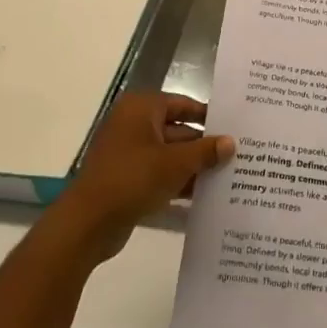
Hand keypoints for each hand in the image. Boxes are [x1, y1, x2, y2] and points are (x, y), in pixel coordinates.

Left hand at [46, 92, 234, 264]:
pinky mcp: (127, 178)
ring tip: (230, 175)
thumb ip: (206, 151)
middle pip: (178, 130)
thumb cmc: (132, 179)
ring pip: (170, 154)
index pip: (184, 104)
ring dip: (195, 166)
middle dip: (205, 145)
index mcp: (141, 109)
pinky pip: (160, 173)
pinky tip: (206, 194)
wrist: (88, 223)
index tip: (236, 126)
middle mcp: (133, 124)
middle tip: (239, 154)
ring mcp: (129, 153)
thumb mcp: (176, 163)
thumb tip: (231, 142)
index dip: (210, 115)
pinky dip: (180, 181)